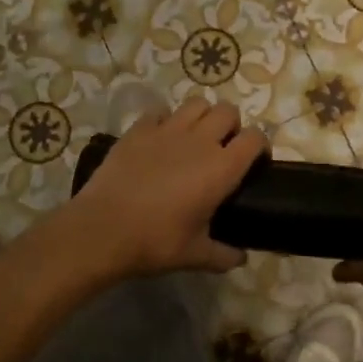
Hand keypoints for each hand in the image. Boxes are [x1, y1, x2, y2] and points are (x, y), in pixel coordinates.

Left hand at [57, 96, 266, 280]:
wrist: (102, 229)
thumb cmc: (155, 242)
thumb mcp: (195, 255)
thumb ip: (224, 255)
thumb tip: (240, 258)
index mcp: (222, 168)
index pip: (255, 138)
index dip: (260, 146)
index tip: (255, 161)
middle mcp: (200, 140)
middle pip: (228, 111)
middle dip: (231, 125)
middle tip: (222, 148)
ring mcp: (167, 130)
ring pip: (196, 103)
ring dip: (202, 116)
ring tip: (194, 137)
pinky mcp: (138, 129)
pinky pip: (159, 112)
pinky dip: (165, 121)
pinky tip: (160, 140)